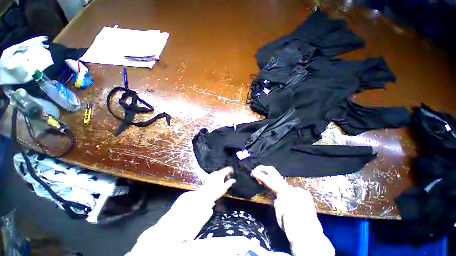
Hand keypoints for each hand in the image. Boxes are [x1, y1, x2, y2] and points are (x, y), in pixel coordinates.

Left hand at [199, 167, 235, 201]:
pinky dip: (217, 176)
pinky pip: (215, 175)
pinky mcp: (208, 177)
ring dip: (221, 175)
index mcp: (221, 174)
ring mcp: (212, 174)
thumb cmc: (215, 192)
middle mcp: (216, 173)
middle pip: (223, 170)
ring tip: (223, 181)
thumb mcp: (224, 188)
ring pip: (218, 172)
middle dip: (226, 173)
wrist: (205, 195)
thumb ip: (229, 183)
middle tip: (228, 178)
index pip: (227, 169)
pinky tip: (217, 182)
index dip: (231, 169)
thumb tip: (234, 180)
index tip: (232, 172)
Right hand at [251, 165, 288, 193]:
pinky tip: (265, 183)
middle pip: (261, 170)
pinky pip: (266, 175)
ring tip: (262, 183)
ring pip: (263, 173)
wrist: (284, 190)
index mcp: (269, 168)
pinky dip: (264, 179)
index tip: (252, 176)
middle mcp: (270, 168)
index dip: (255, 171)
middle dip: (258, 175)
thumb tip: (252, 172)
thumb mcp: (265, 180)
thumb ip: (258, 175)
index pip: (259, 167)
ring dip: (261, 178)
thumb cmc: (275, 184)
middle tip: (258, 182)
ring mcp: (272, 172)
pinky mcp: (273, 176)